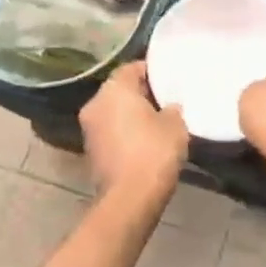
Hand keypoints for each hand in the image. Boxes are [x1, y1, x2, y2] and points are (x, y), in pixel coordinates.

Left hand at [79, 60, 189, 198]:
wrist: (130, 198)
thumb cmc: (154, 152)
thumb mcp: (175, 125)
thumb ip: (172, 109)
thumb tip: (168, 107)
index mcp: (114, 89)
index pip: (131, 68)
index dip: (151, 71)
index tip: (168, 79)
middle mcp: (95, 104)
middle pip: (120, 90)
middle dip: (140, 94)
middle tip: (165, 100)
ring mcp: (89, 129)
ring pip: (113, 112)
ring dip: (131, 115)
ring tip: (157, 122)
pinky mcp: (91, 151)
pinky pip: (111, 132)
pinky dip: (125, 133)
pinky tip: (145, 142)